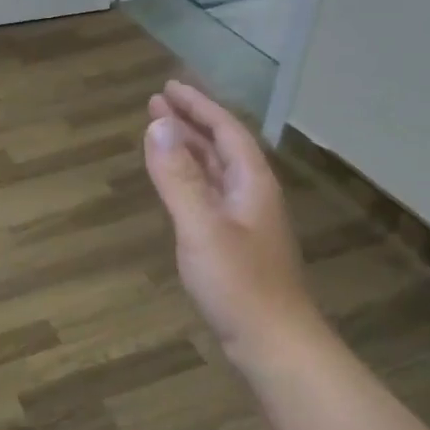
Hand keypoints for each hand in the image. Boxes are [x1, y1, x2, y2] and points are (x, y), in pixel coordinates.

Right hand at [144, 81, 323, 367]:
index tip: (167, 87)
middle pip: (221, 147)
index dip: (198, 106)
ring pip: (215, 171)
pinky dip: (188, 178)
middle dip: (190, 122)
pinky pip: (208, 194)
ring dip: (189, 148)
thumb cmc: (239, 283)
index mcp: (251, 183)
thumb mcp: (201, 226)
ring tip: (160, 133)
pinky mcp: (235, 243)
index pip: (225, 130)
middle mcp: (251, 194)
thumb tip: (157, 125)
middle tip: (156, 103)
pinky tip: (175, 184)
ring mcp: (245, 220)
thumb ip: (178, 177)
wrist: (273, 342)